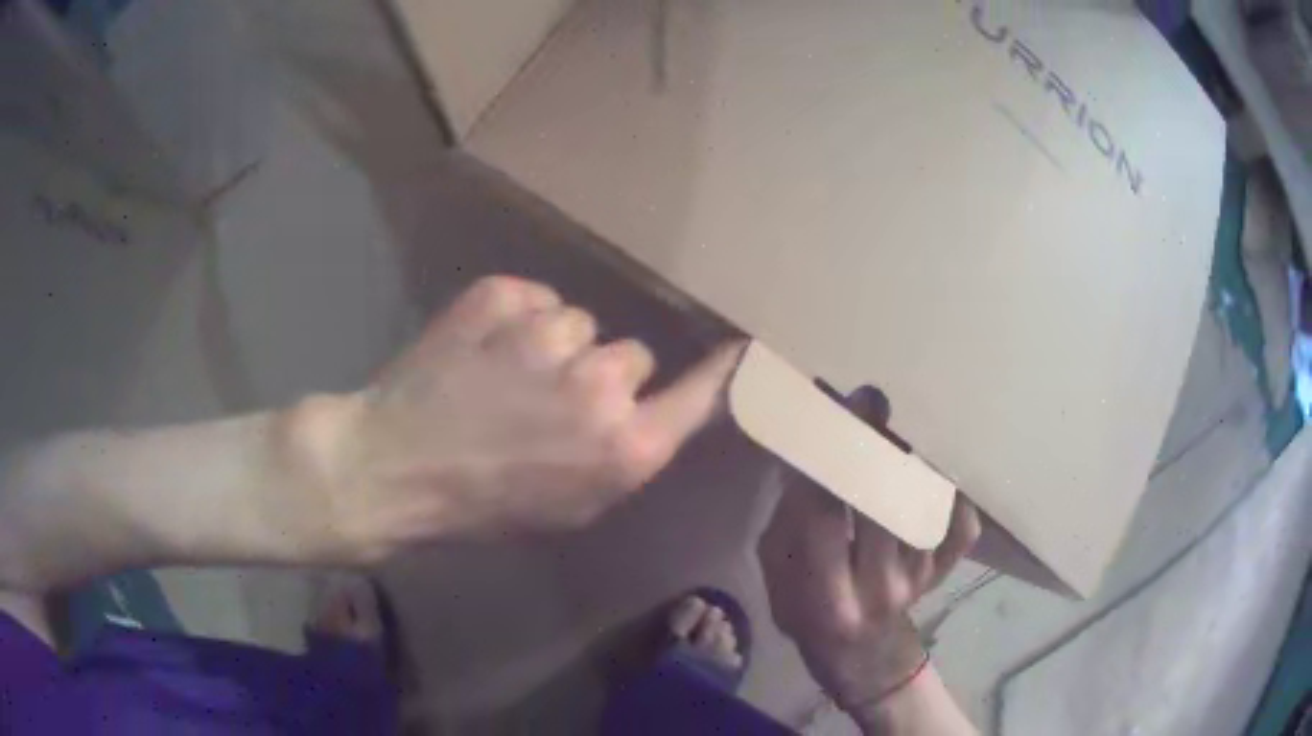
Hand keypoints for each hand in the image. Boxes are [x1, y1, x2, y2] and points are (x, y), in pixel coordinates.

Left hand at [286, 276, 744, 562]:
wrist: (393, 467)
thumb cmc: (482, 506)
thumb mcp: (571, 509)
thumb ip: (625, 458)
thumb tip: (656, 410)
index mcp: (623, 448)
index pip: (698, 395)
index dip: (721, 371)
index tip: (743, 348)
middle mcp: (600, 385)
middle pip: (633, 353)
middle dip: (601, 373)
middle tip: (550, 398)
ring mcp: (548, 334)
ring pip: (579, 322)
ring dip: (553, 345)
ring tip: (503, 375)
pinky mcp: (503, 297)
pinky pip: (534, 297)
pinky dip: (514, 317)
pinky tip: (480, 350)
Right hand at [756, 389, 980, 720]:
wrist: (858, 652)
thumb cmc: (804, 609)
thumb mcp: (775, 571)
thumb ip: (790, 517)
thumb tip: (812, 452)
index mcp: (825, 592)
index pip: (826, 517)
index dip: (831, 461)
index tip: (835, 410)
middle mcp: (879, 587)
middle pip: (886, 504)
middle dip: (879, 447)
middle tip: (873, 402)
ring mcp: (919, 579)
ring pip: (925, 508)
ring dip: (912, 460)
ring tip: (899, 429)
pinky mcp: (943, 573)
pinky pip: (961, 528)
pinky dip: (955, 497)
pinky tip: (938, 474)